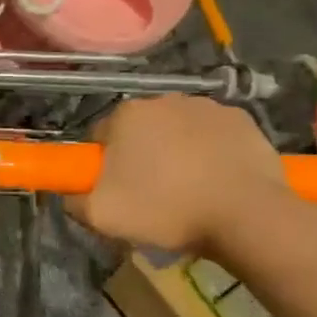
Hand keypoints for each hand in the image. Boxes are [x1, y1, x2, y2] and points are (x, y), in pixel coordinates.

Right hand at [67, 95, 293, 253]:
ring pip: (179, 130)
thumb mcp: (101, 216)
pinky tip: (218, 180)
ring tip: (188, 188)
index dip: (106, 164)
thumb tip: (70, 194)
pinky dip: (212, 151)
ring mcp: (207, 106)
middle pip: (141, 129)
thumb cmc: (166, 210)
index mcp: (126, 115)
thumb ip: (73, 200)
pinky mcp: (243, 119)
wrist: (246, 216)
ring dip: (177, 150)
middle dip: (142, 153)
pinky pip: (214, 134)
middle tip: (152, 192)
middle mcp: (164, 99)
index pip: (102, 136)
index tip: (117, 190)